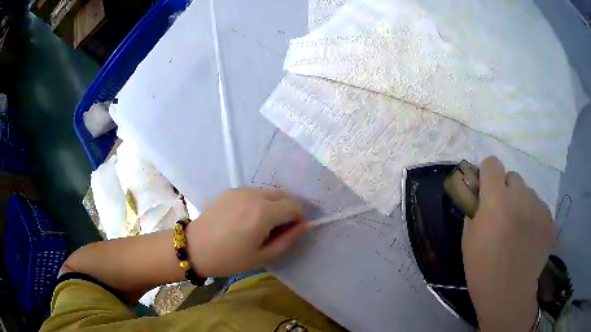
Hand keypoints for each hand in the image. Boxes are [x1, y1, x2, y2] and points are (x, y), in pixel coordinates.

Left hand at [186, 188, 307, 275]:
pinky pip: (254, 193)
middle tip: (276, 231)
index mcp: (264, 212)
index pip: (295, 207)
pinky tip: (246, 218)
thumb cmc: (229, 258)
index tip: (290, 233)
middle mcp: (255, 195)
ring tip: (260, 225)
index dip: (298, 220)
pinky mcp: (231, 190)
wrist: (195, 248)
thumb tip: (304, 226)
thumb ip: (287, 240)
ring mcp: (241, 190)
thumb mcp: (262, 256)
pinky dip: (259, 202)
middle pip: (284, 196)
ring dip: (274, 205)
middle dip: (287, 211)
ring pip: (269, 192)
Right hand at [462, 157, 556, 330]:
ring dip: (521, 204)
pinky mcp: (550, 219)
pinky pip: (540, 207)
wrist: (508, 294)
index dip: (487, 175)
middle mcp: (521, 196)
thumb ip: (474, 208)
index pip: (492, 163)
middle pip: (512, 176)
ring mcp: (539, 206)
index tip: (486, 191)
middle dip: (506, 191)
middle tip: (503, 215)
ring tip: (518, 230)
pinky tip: (529, 239)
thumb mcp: (468, 238)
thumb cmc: (482, 269)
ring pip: (528, 192)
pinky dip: (534, 217)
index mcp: (496, 199)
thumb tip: (478, 193)